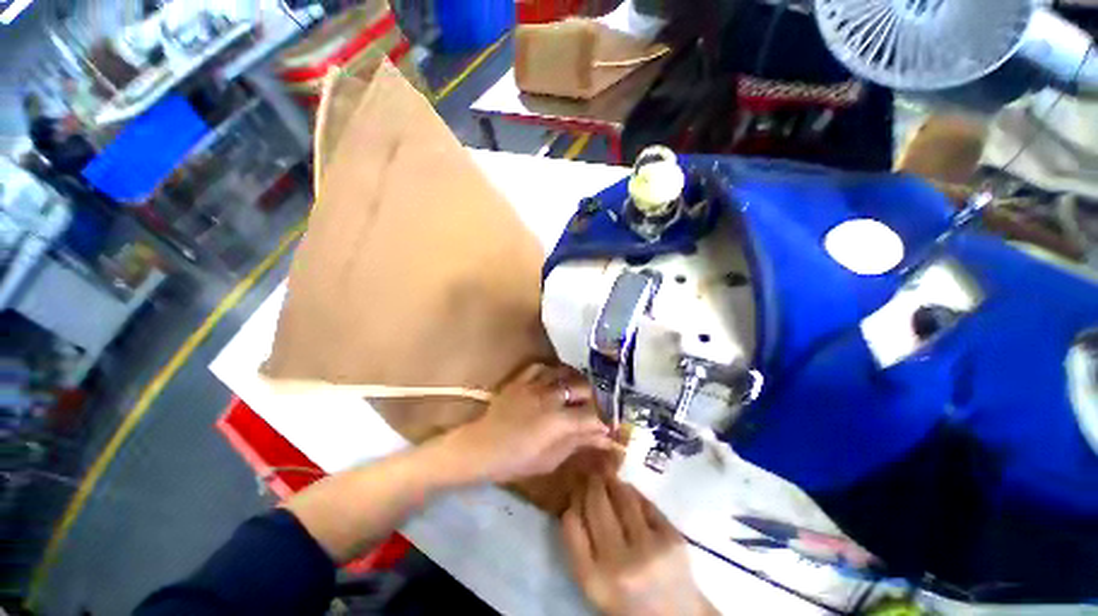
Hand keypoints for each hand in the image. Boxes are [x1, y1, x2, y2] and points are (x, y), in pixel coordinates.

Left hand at [441, 364, 616, 483]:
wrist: (480, 448)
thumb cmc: (515, 461)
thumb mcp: (549, 460)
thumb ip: (576, 444)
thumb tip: (602, 438)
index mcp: (558, 421)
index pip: (591, 416)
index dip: (604, 422)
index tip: (609, 427)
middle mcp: (550, 397)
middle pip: (582, 388)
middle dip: (594, 398)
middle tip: (593, 408)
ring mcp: (534, 385)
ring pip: (564, 373)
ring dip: (574, 381)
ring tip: (576, 391)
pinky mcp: (521, 380)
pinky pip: (541, 367)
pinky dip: (551, 371)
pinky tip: (553, 379)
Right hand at [562, 476, 716, 615]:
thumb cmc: (627, 600)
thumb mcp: (595, 583)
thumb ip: (581, 547)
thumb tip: (575, 499)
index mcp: (593, 580)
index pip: (571, 524)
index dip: (572, 500)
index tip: (574, 490)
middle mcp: (619, 564)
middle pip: (596, 504)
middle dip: (591, 483)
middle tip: (591, 474)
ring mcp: (649, 549)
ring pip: (622, 497)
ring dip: (612, 481)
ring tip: (608, 474)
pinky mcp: (672, 539)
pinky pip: (645, 503)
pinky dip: (633, 493)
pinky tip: (628, 491)